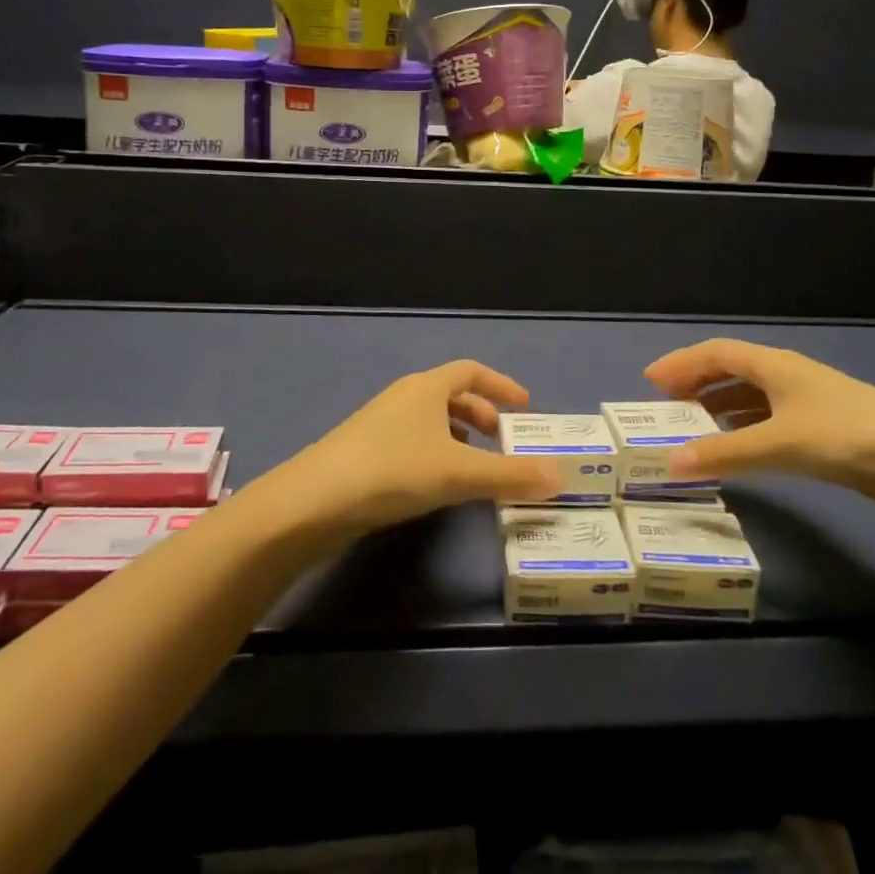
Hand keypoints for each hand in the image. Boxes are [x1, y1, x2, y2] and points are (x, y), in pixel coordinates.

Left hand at [279, 361, 561, 536]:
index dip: (501, 385)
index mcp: (427, 387)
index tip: (525, 407)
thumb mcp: (457, 473)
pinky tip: (439, 486)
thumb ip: (509, 475)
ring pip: (431, 421)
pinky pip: (414, 441)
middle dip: (482, 415)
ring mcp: (381, 424)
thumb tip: (560, 477)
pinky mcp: (366, 452)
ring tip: (478, 468)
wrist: (314, 501)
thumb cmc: (392, 471)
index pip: (471, 371)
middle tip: (505, 443)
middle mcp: (404, 397)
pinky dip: (437, 454)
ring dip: (459, 438)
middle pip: (452, 395)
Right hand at [646, 338, 874, 522]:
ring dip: (719, 410)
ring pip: (752, 399)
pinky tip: (738, 452)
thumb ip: (726, 454)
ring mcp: (809, 405)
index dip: (682, 364)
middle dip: (697, 385)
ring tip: (691, 431)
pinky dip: (745, 432)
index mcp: (775, 365)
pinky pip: (770, 424)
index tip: (650, 382)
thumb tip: (669, 463)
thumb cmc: (853, 437)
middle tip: (665, 408)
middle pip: (732, 371)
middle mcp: (788, 377)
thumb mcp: (782, 444)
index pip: (717, 353)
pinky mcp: (826, 433)